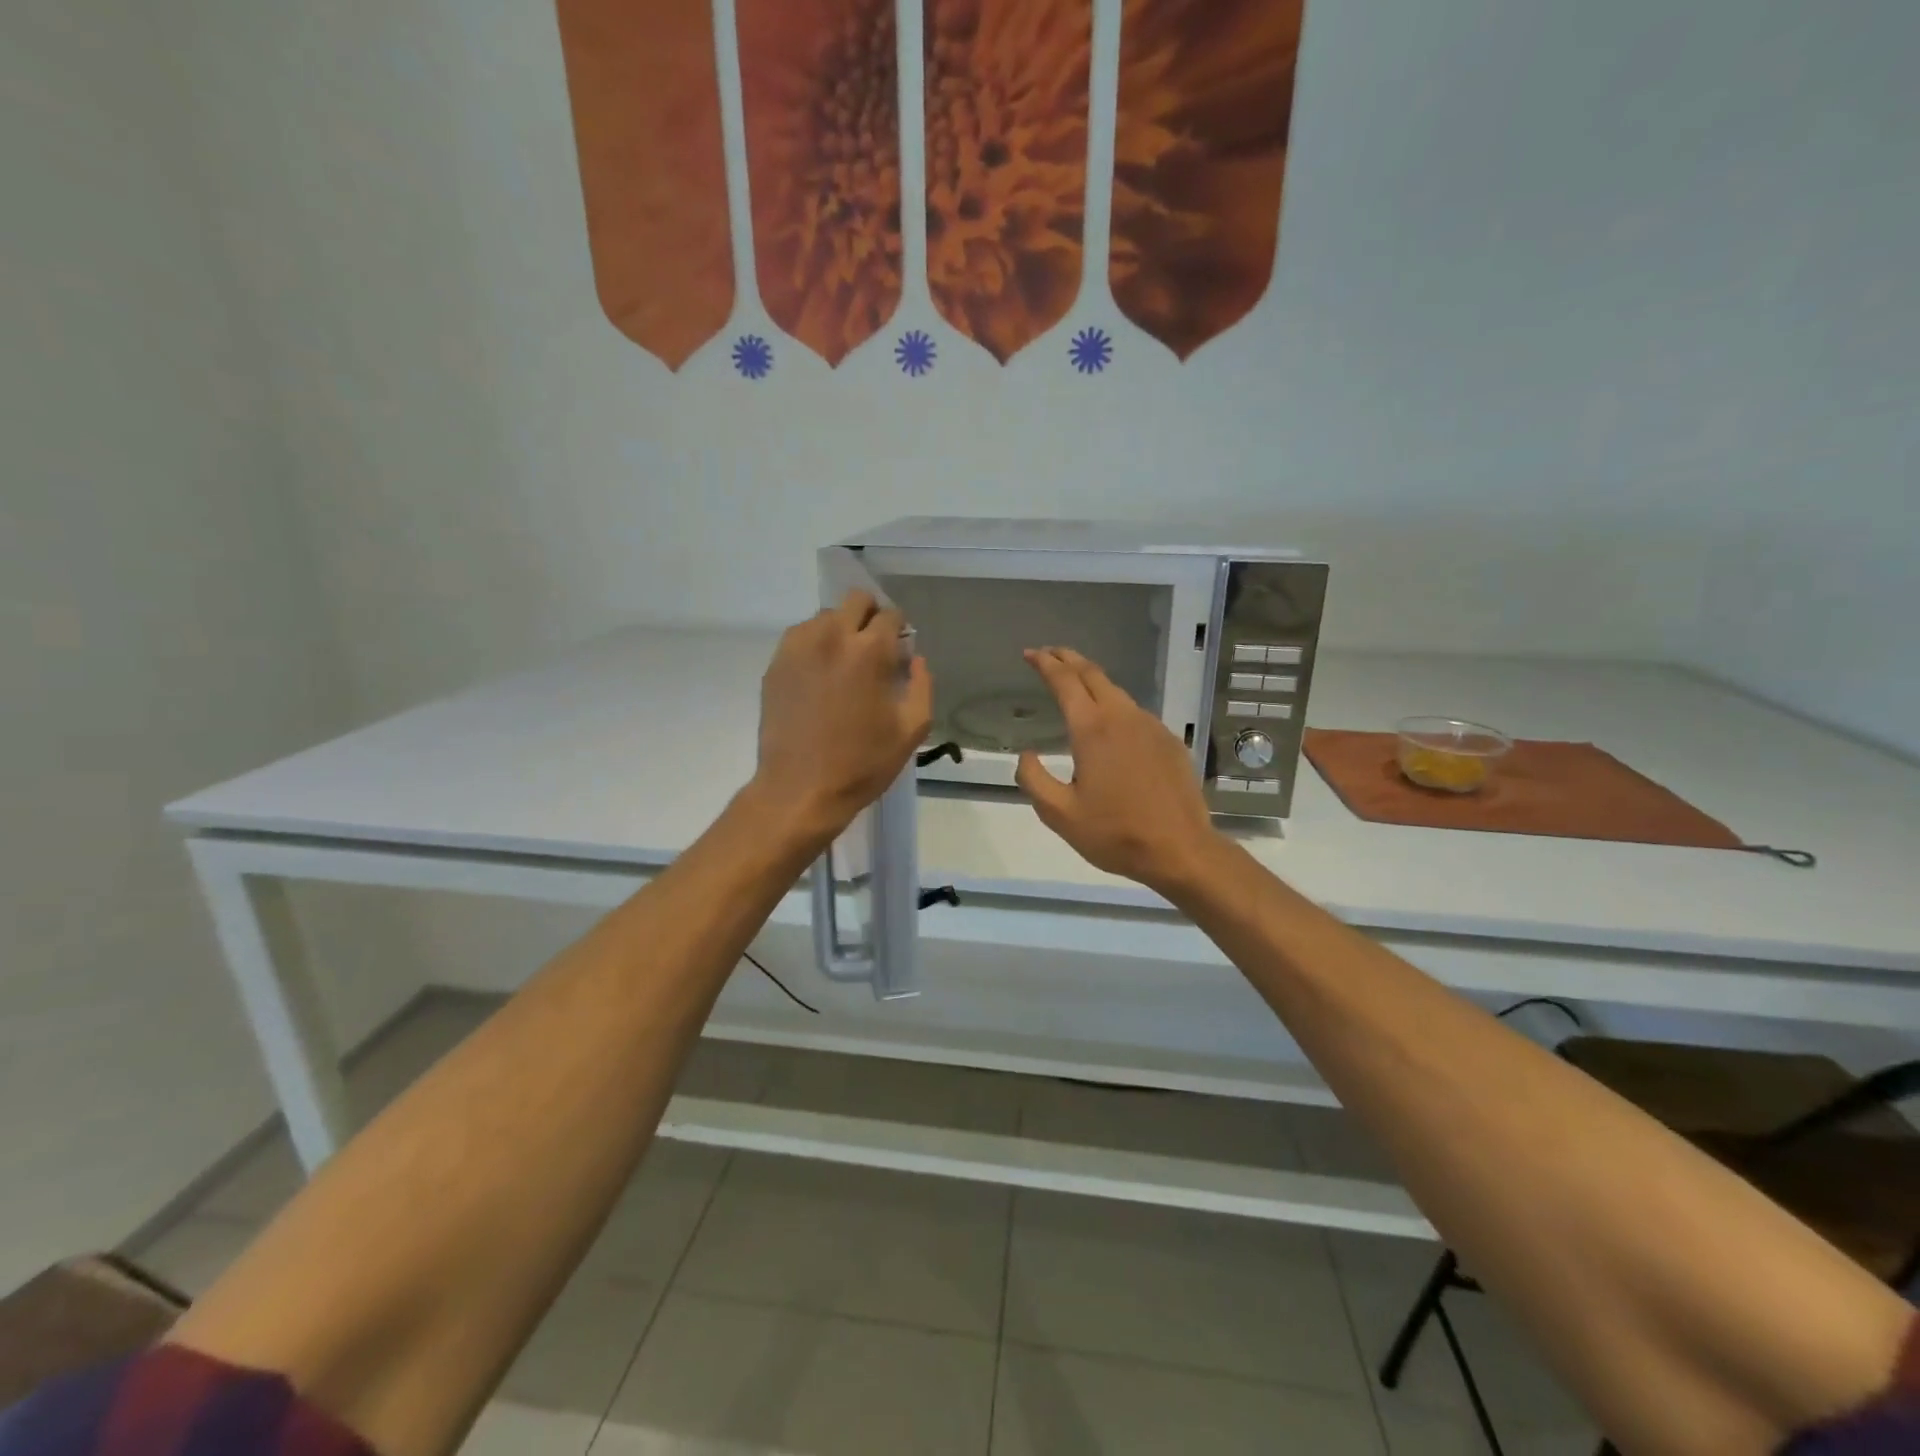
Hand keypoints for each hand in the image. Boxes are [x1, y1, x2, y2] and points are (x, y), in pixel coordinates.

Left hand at [750, 591, 932, 848]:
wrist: (800, 790)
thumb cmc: (862, 764)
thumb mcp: (911, 731)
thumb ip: (921, 686)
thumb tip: (915, 660)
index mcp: (870, 652)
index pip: (890, 615)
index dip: (900, 630)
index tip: (899, 651)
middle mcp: (833, 637)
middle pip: (856, 600)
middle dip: (870, 617)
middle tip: (874, 648)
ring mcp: (799, 648)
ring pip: (826, 616)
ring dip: (841, 630)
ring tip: (843, 664)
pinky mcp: (776, 664)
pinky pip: (801, 636)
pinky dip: (815, 645)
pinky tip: (819, 676)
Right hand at [1015, 647, 1221, 894]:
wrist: (1180, 850)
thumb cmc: (1115, 833)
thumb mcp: (1059, 814)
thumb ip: (1033, 780)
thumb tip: (1025, 755)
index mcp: (1092, 730)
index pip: (1064, 682)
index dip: (1044, 663)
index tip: (1029, 654)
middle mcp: (1122, 717)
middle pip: (1092, 674)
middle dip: (1068, 659)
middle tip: (1049, 654)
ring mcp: (1151, 727)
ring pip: (1117, 692)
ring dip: (1092, 681)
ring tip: (1075, 684)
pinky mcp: (1169, 741)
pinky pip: (1136, 713)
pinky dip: (1115, 705)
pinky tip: (1111, 723)